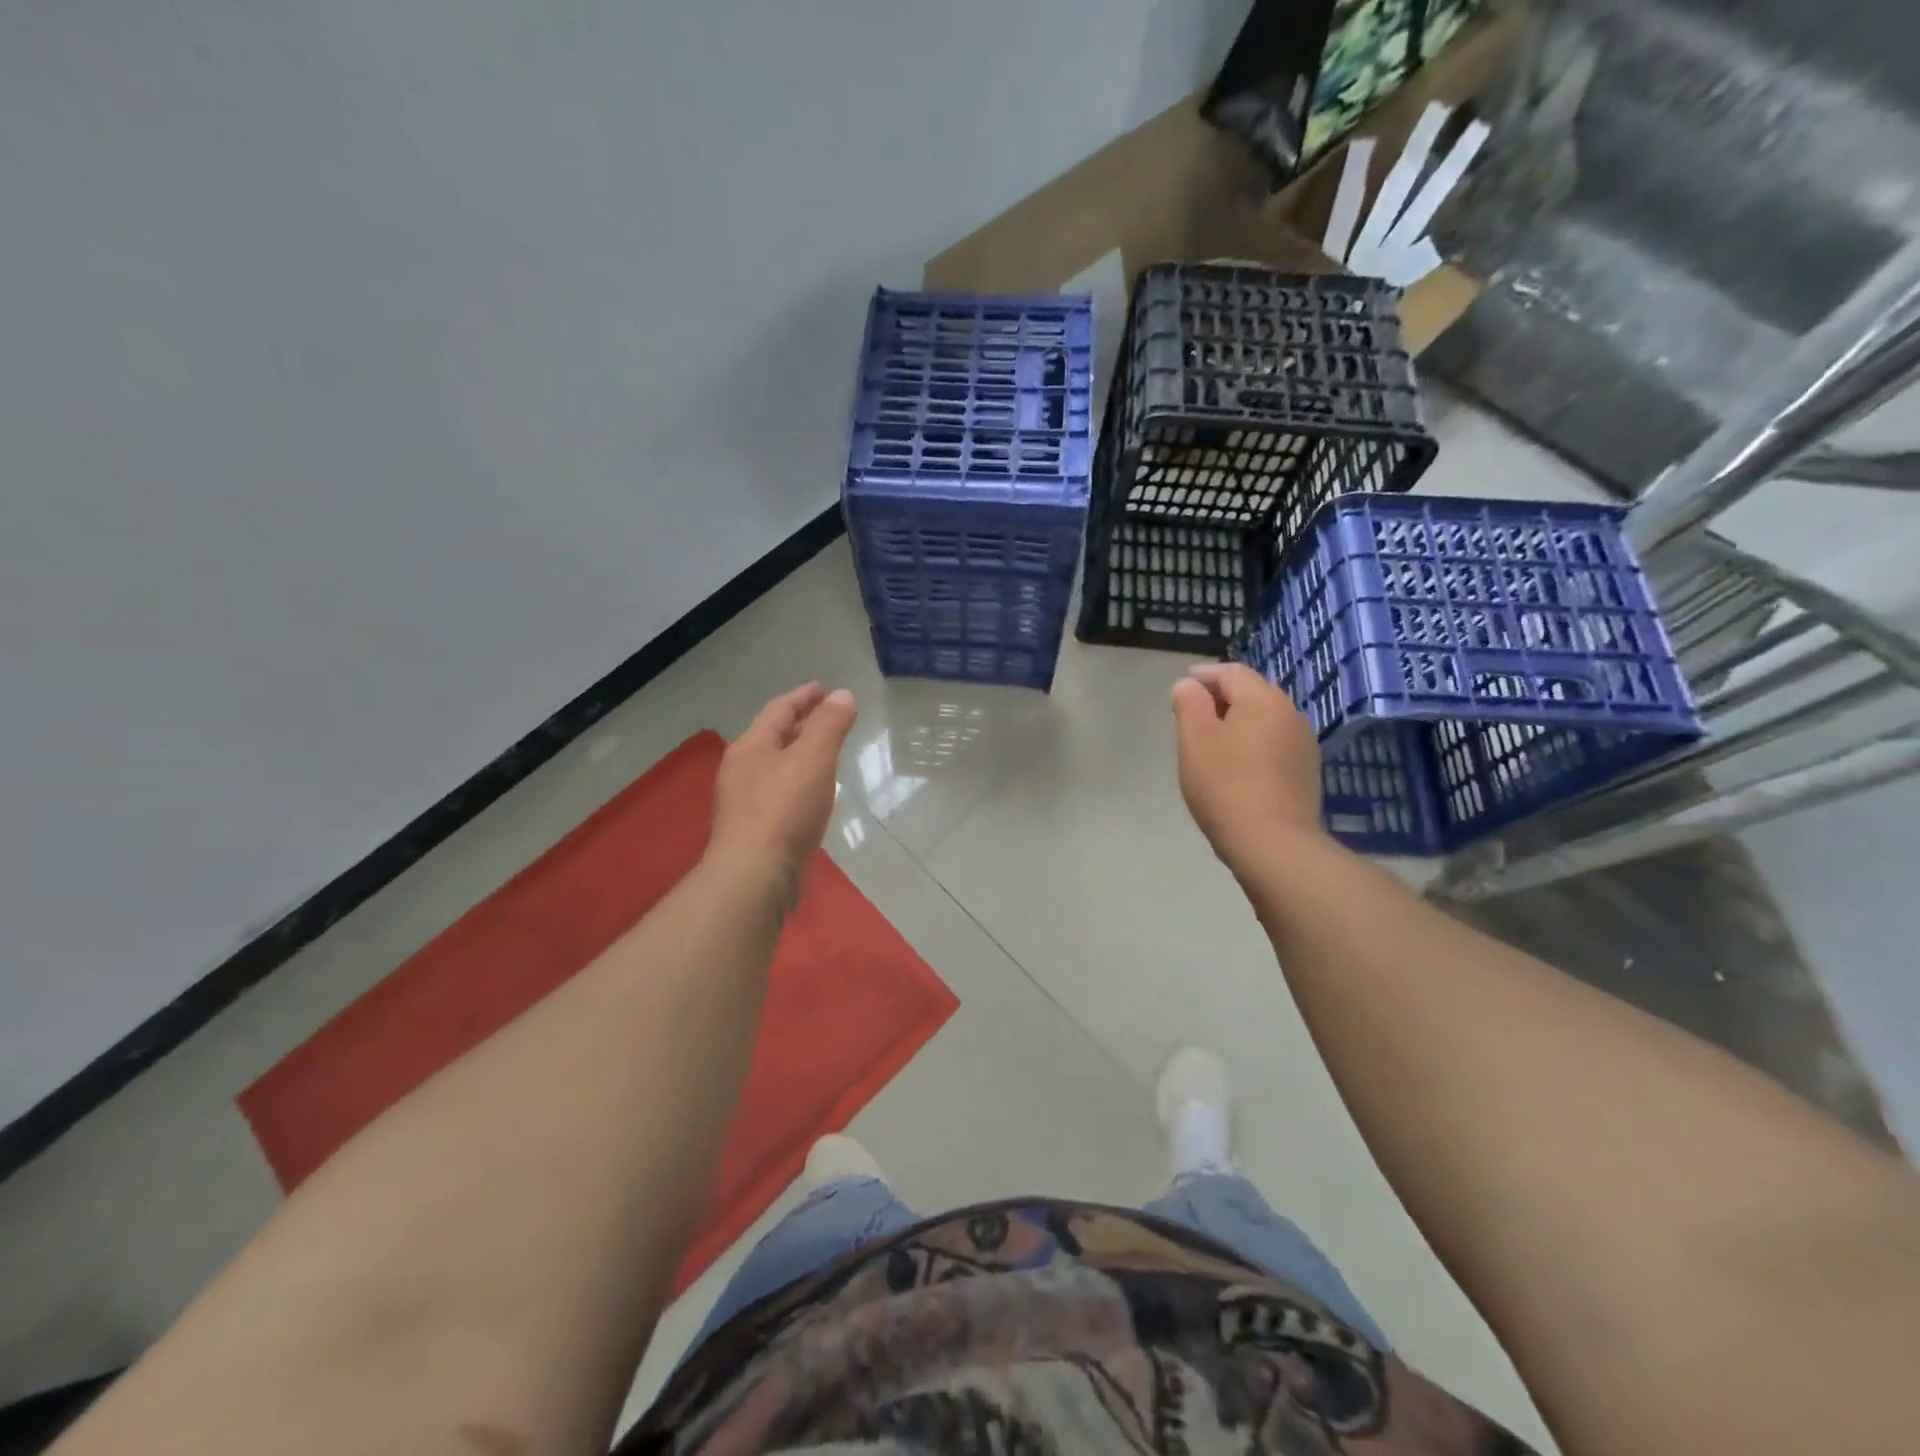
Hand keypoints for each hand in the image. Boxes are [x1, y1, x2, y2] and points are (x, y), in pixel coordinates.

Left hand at [708, 683, 857, 907]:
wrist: (755, 876)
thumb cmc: (784, 809)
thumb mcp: (813, 758)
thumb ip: (829, 724)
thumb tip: (842, 695)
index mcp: (751, 747)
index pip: (779, 710)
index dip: (804, 697)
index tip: (824, 689)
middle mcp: (743, 771)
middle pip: (774, 737)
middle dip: (802, 724)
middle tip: (829, 717)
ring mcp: (747, 803)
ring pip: (778, 767)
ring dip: (801, 754)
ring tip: (827, 752)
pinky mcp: (757, 831)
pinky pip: (782, 794)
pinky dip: (801, 783)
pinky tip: (816, 794)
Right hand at [1170, 663, 1325, 869]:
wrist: (1273, 842)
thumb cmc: (1225, 784)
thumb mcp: (1194, 739)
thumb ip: (1189, 704)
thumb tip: (1189, 686)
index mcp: (1262, 699)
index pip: (1231, 672)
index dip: (1204, 674)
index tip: (1183, 684)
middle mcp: (1289, 713)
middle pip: (1253, 693)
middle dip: (1223, 696)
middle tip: (1194, 710)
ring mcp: (1303, 744)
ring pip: (1265, 719)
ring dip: (1239, 721)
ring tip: (1213, 738)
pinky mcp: (1305, 772)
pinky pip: (1274, 744)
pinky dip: (1253, 742)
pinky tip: (1237, 763)